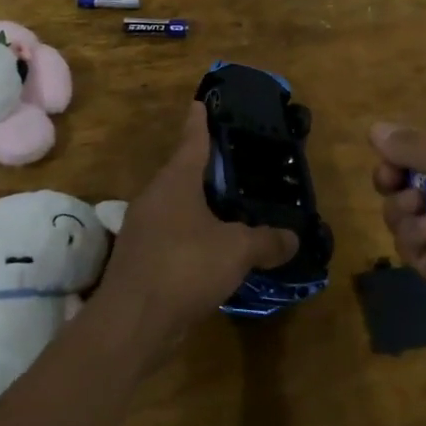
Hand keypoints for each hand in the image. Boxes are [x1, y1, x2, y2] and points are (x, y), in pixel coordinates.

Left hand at [95, 104, 297, 353]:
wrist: (132, 322)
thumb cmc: (184, 267)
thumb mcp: (236, 251)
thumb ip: (266, 241)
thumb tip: (293, 238)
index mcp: (175, 181)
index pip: (192, 140)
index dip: (200, 121)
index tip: (201, 102)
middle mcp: (155, 197)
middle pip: (183, 172)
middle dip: (207, 167)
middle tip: (236, 161)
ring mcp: (144, 229)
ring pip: (177, 206)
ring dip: (201, 205)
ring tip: (231, 206)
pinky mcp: (141, 258)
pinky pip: (173, 235)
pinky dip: (194, 235)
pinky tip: (214, 248)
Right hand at [371, 123, 425, 340]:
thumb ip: (412, 145)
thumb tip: (374, 128)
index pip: (424, 149)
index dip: (401, 149)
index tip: (387, 152)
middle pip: (405, 179)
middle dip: (391, 176)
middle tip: (390, 179)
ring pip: (399, 210)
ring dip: (402, 205)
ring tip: (418, 206)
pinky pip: (407, 242)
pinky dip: (414, 234)